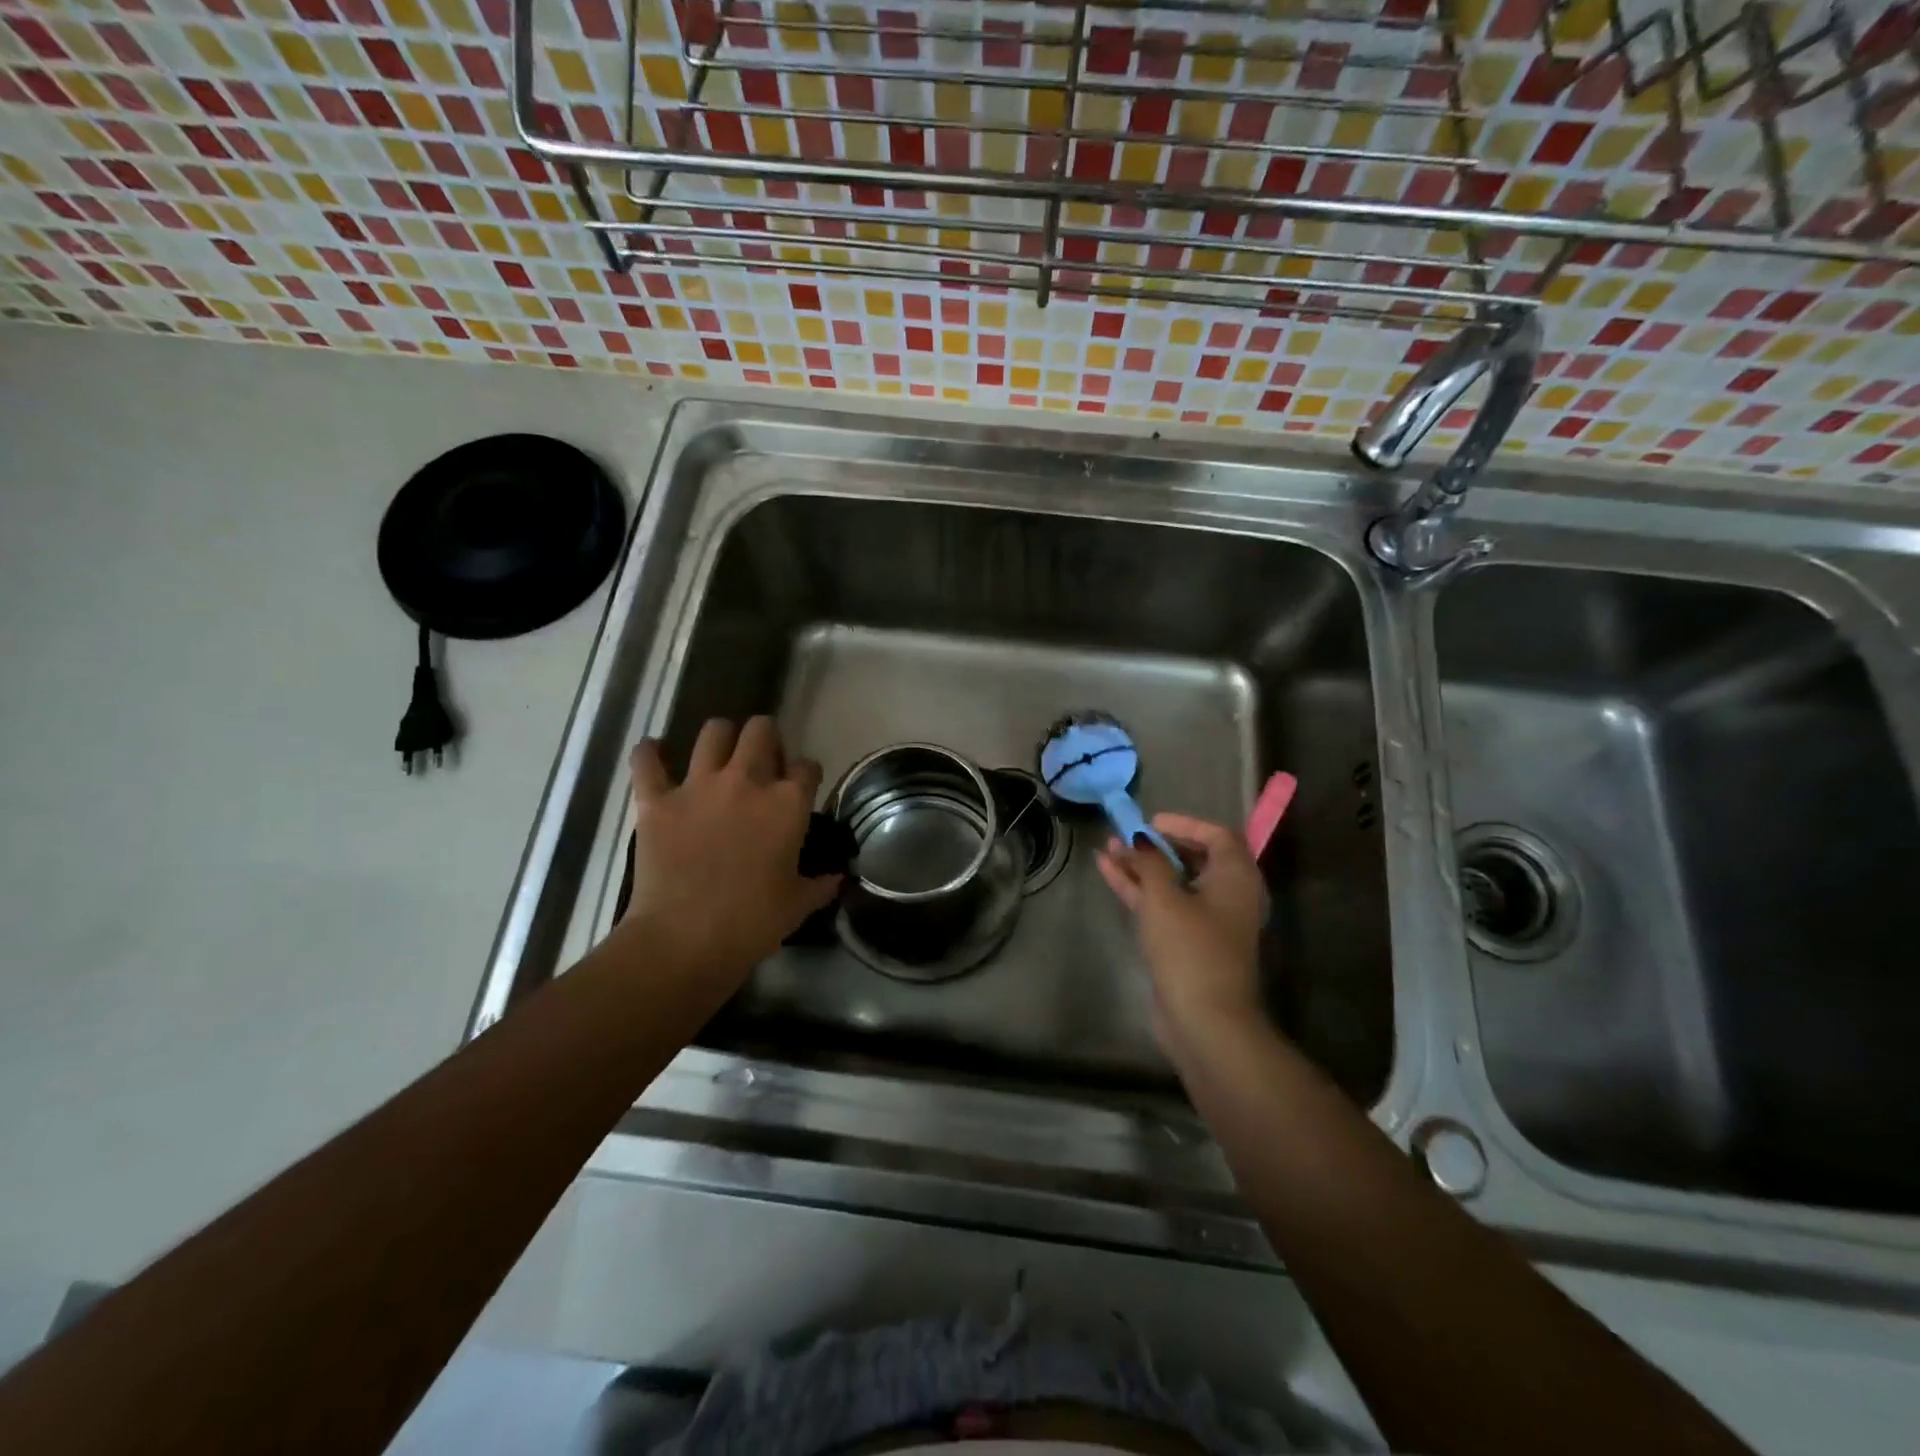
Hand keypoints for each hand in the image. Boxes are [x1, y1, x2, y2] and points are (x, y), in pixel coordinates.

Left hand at [622, 717, 841, 985]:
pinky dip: (649, 754)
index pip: (808, 767)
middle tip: (762, 760)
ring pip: (713, 732)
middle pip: (761, 730)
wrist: (685, 939)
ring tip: (719, 753)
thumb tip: (839, 878)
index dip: (806, 774)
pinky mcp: (657, 800)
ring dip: (720, 737)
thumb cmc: (751, 922)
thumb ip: (821, 885)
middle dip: (766, 738)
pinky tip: (652, 753)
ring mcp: (698, 786)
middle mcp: (747, 781)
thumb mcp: (798, 905)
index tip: (802, 787)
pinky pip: (646, 761)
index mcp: (787, 803)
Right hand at [1097, 813, 1267, 1061]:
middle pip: (1193, 858)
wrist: (1203, 1019)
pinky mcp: (1186, 943)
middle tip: (1125, 836)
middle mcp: (1227, 895)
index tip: (1151, 822)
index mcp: (1236, 877)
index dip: (1185, 824)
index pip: (1217, 836)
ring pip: (1172, 882)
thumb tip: (1140, 839)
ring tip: (1107, 849)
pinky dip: (1139, 889)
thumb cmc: (1190, 948)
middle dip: (1156, 845)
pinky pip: (1163, 905)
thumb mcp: (1164, 897)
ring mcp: (1206, 921)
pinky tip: (1108, 872)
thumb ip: (1149, 862)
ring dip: (1142, 866)